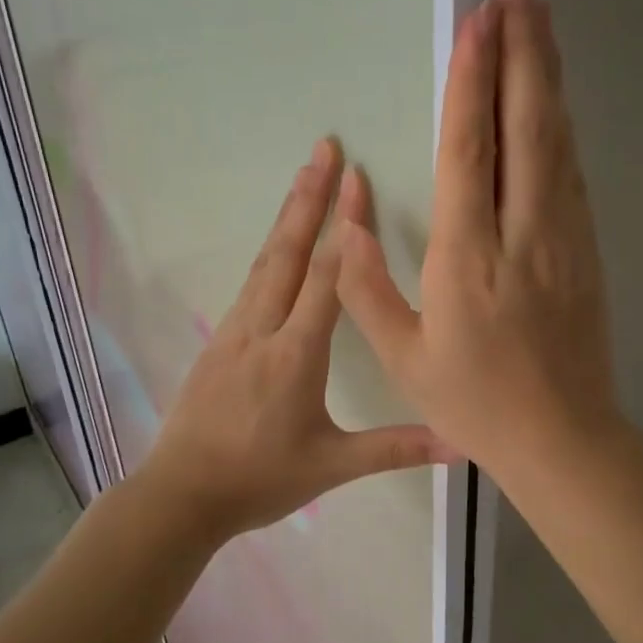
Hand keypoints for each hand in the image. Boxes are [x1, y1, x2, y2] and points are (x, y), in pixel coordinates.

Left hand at [140, 138, 453, 537]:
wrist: (181, 495)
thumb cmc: (259, 479)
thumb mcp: (332, 465)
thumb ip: (396, 448)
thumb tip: (462, 443)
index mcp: (296, 354)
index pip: (327, 277)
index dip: (346, 226)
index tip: (357, 179)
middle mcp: (263, 329)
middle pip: (289, 251)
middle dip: (309, 197)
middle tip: (324, 147)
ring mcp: (235, 331)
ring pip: (266, 261)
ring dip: (287, 216)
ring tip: (303, 176)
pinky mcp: (220, 341)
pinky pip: (251, 283)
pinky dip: (270, 250)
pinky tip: (278, 243)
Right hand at [335, 0, 622, 485]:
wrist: (563, 438)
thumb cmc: (474, 400)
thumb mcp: (402, 356)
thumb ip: (364, 285)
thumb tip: (344, 218)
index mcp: (470, 257)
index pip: (470, 150)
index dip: (472, 80)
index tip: (478, 19)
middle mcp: (523, 232)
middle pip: (527, 125)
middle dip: (522, 48)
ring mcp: (565, 236)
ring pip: (557, 138)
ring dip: (547, 72)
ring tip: (540, 16)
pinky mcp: (587, 246)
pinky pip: (571, 170)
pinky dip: (560, 121)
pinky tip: (552, 94)